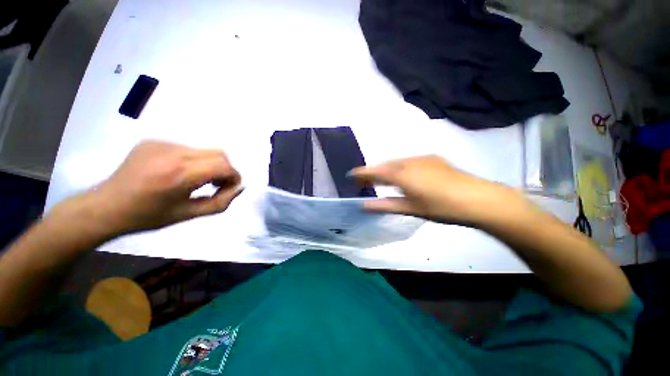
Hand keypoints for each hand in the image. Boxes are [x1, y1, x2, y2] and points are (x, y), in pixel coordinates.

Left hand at [59, 141, 242, 236]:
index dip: (234, 176)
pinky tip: (179, 173)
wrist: (106, 206)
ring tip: (198, 180)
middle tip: (218, 184)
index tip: (231, 187)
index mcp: (180, 174)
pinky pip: (186, 149)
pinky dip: (193, 161)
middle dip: (225, 169)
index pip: (223, 166)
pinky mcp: (153, 141)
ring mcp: (161, 144)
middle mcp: (172, 153)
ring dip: (209, 165)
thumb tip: (239, 188)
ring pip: (204, 150)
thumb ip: (221, 201)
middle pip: (218, 153)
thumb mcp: (190, 214)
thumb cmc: (149, 216)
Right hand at [351, 155, 526, 226]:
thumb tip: (364, 204)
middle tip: (366, 180)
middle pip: (385, 164)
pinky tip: (404, 174)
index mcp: (402, 175)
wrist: (478, 198)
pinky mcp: (433, 158)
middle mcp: (409, 162)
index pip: (375, 171)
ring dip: (387, 169)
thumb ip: (385, 205)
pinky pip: (409, 160)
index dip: (362, 172)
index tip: (351, 174)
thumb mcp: (411, 208)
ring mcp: (422, 158)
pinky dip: (400, 167)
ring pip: (397, 162)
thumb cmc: (441, 207)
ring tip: (383, 178)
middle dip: (374, 171)